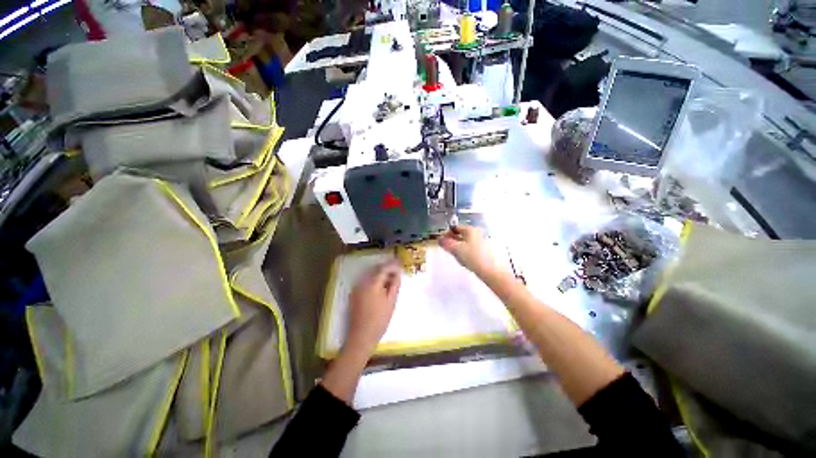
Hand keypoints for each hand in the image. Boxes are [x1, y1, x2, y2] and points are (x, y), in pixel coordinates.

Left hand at [344, 259, 401, 357]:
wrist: (362, 335)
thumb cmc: (380, 319)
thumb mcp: (391, 301)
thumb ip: (395, 284)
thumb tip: (398, 273)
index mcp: (372, 283)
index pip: (384, 268)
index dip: (393, 265)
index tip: (400, 266)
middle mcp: (363, 282)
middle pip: (376, 269)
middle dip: (387, 268)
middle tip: (397, 271)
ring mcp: (357, 287)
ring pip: (370, 274)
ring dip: (380, 274)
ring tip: (390, 279)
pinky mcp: (354, 293)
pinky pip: (366, 281)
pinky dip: (374, 280)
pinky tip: (381, 287)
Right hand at [439, 225, 497, 276]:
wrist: (492, 271)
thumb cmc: (473, 257)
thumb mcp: (456, 249)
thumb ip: (446, 243)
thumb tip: (440, 239)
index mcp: (471, 230)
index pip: (455, 227)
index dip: (446, 233)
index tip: (441, 240)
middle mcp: (477, 233)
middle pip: (461, 234)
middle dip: (452, 240)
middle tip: (446, 248)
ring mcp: (482, 242)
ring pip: (466, 242)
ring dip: (458, 246)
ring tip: (455, 255)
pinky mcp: (485, 251)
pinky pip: (471, 248)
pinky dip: (465, 251)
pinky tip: (464, 259)